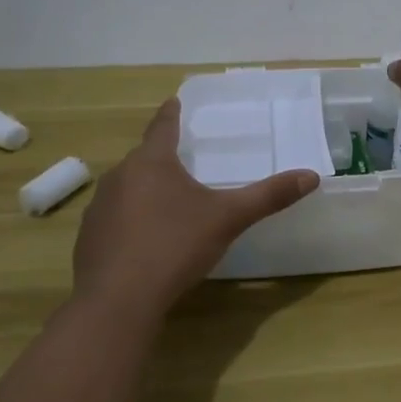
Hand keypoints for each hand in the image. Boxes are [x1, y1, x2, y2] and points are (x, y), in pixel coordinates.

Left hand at [69, 100, 319, 318]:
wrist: (118, 300)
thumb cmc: (175, 246)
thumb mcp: (229, 218)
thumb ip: (268, 196)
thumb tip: (311, 176)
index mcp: (152, 163)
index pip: (163, 127)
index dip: (171, 114)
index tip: (174, 101)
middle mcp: (120, 177)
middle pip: (143, 158)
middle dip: (161, 157)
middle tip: (182, 158)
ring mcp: (99, 208)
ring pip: (127, 188)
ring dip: (145, 189)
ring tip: (166, 200)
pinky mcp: (88, 239)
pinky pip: (114, 218)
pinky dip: (130, 219)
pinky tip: (144, 239)